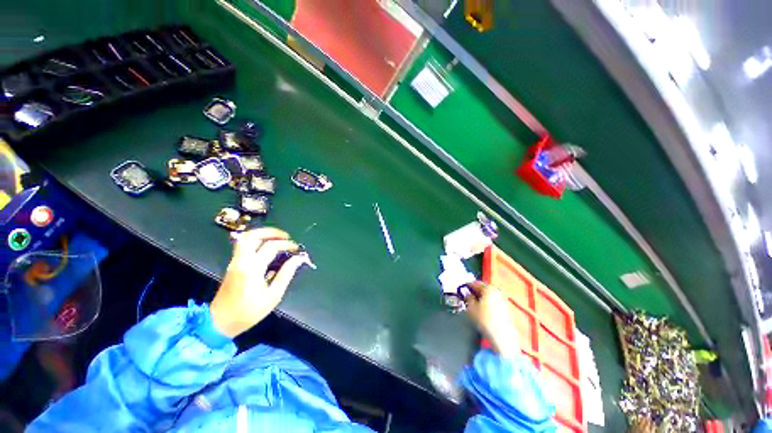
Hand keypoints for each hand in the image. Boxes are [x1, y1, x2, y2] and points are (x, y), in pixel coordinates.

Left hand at [210, 228, 312, 337]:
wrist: (219, 322)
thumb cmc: (248, 312)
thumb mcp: (273, 295)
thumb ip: (286, 274)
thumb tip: (298, 258)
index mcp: (252, 269)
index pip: (270, 247)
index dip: (286, 244)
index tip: (296, 248)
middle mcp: (241, 261)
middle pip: (252, 236)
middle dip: (270, 232)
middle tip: (285, 236)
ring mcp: (235, 262)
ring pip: (246, 239)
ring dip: (263, 235)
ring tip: (278, 239)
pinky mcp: (233, 265)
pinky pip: (244, 246)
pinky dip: (258, 242)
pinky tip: (268, 247)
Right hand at [465, 281, 519, 357]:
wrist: (501, 335)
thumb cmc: (484, 320)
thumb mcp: (471, 308)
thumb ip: (468, 297)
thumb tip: (467, 294)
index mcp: (488, 288)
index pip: (475, 283)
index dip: (467, 286)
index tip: (462, 289)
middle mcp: (497, 291)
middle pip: (483, 287)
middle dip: (475, 290)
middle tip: (467, 295)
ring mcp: (503, 298)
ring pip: (489, 294)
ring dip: (481, 296)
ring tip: (474, 302)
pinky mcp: (506, 306)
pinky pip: (493, 300)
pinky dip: (487, 301)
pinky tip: (483, 308)